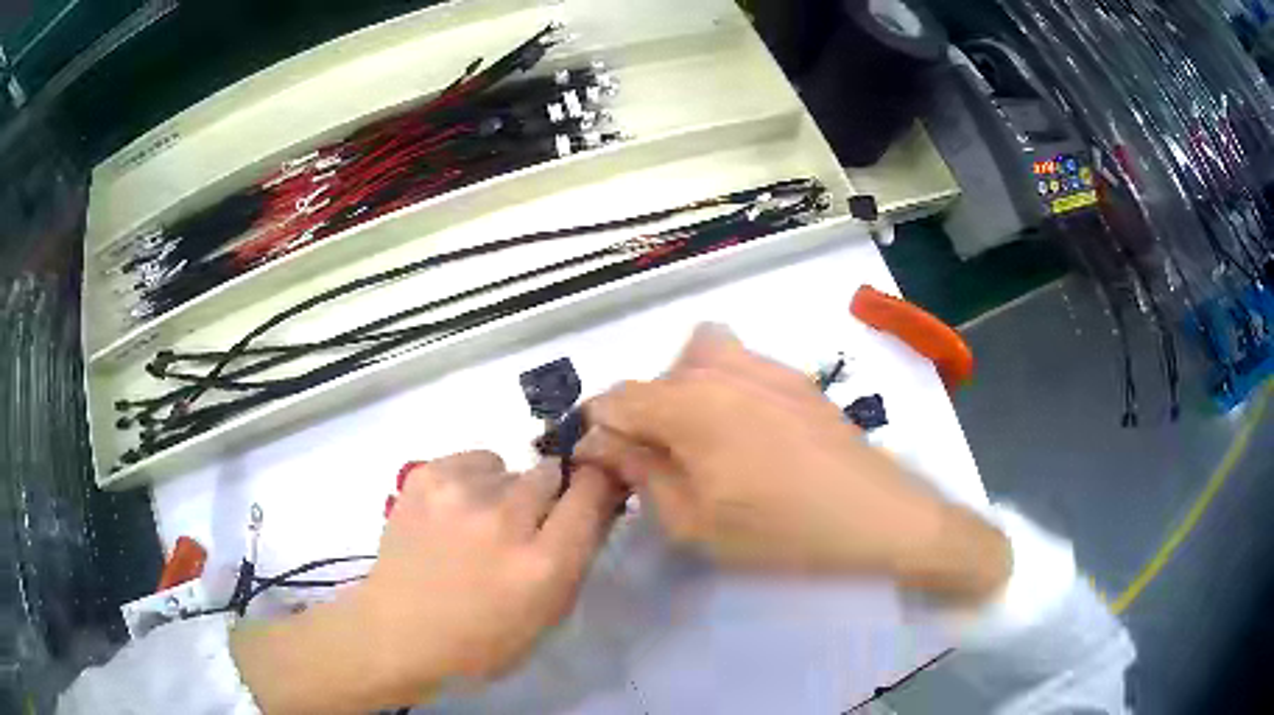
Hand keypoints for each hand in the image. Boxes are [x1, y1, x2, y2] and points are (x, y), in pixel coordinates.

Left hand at [232, 452, 624, 713]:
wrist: (398, 632)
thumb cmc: (482, 642)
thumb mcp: (548, 615)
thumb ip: (578, 556)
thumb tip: (599, 502)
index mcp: (544, 564)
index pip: (594, 491)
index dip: (597, 485)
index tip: (591, 491)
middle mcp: (506, 519)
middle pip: (551, 472)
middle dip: (548, 495)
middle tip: (525, 525)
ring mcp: (460, 492)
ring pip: (511, 466)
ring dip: (508, 491)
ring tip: (480, 524)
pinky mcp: (426, 476)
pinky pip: (476, 460)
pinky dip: (475, 481)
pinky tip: (455, 513)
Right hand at [576, 324, 1009, 600]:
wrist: (876, 517)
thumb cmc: (780, 532)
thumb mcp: (695, 521)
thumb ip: (640, 472)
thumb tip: (599, 441)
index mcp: (689, 403)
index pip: (614, 399)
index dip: (600, 433)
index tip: (609, 470)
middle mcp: (720, 367)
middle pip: (653, 379)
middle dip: (642, 419)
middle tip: (661, 469)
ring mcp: (763, 364)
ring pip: (694, 360)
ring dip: (680, 394)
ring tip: (702, 444)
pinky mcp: (794, 376)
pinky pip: (736, 363)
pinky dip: (719, 388)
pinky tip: (747, 436)